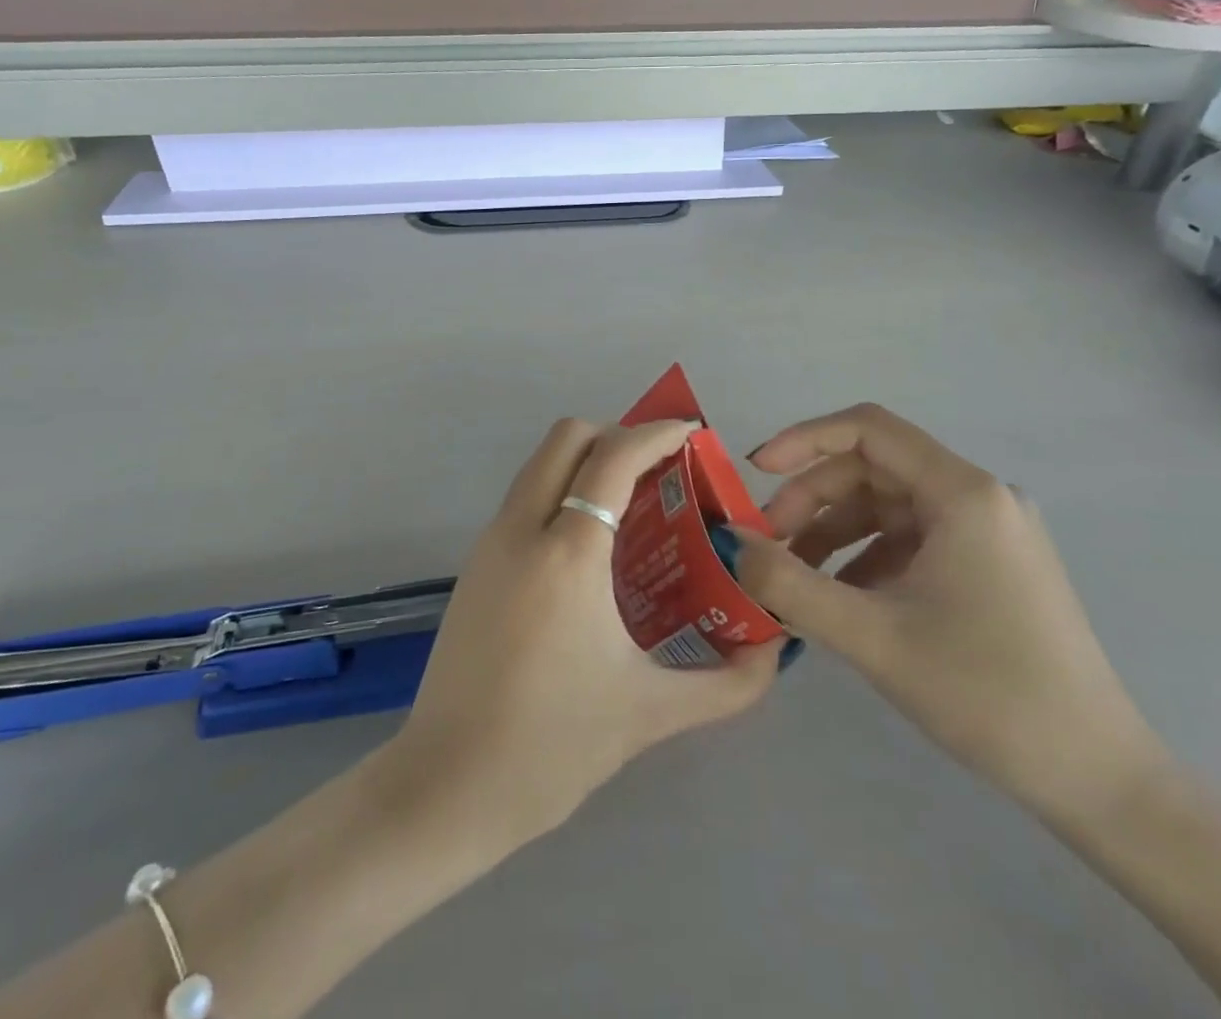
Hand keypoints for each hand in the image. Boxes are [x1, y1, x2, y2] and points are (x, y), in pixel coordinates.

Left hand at [383, 419, 781, 849]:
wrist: (447, 787)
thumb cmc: (552, 746)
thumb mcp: (650, 714)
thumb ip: (727, 684)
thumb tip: (773, 650)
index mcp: (567, 554)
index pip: (613, 458)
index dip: (656, 433)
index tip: (691, 433)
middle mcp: (522, 529)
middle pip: (567, 438)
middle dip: (617, 435)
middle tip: (660, 471)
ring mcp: (491, 543)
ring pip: (540, 463)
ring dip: (587, 462)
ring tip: (634, 504)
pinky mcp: (476, 564)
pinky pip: (525, 497)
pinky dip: (562, 492)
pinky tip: (592, 546)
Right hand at [731, 404, 1166, 822]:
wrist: (1097, 780)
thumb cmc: (986, 695)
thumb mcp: (872, 637)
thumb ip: (790, 584)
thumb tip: (730, 543)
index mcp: (963, 493)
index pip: (868, 429)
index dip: (804, 439)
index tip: (756, 472)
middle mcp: (979, 497)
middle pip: (873, 469)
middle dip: (812, 499)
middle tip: (769, 545)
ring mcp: (988, 531)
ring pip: (888, 506)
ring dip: (834, 532)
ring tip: (794, 577)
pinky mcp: (989, 564)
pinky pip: (911, 539)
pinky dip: (866, 557)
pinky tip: (840, 598)